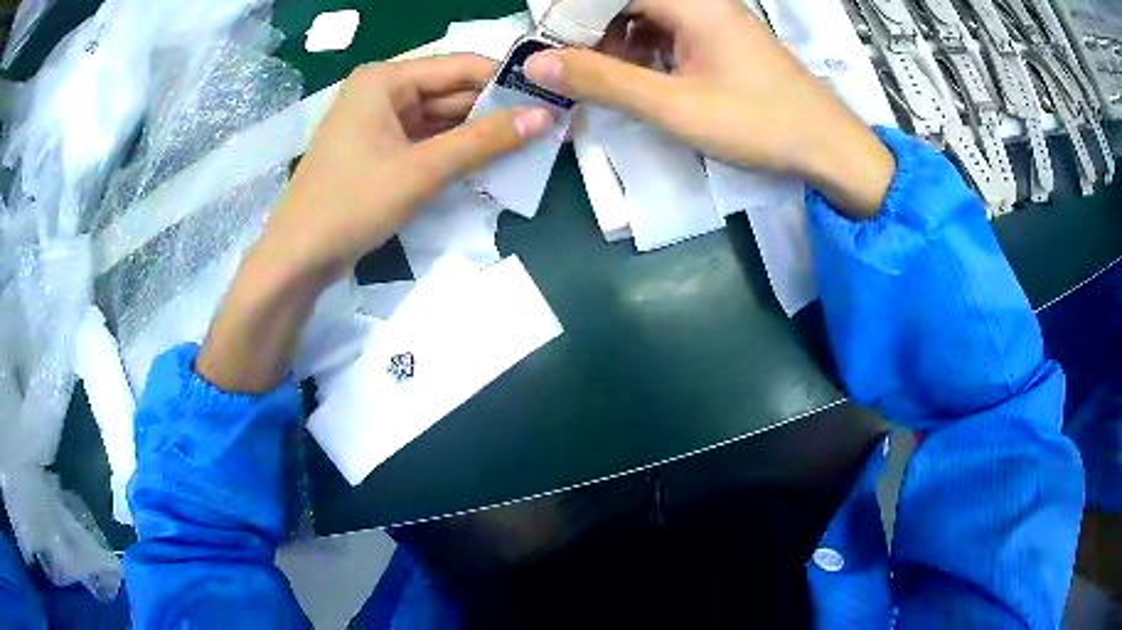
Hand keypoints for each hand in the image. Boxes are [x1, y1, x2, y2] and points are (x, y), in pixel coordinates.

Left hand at [262, 54, 551, 278]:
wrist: (298, 258)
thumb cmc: (352, 204)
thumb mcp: (422, 170)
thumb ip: (483, 141)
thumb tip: (544, 116)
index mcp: (385, 79)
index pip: (460, 67)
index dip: (506, 82)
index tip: (551, 98)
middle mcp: (382, 91)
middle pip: (450, 92)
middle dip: (493, 111)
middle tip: (547, 127)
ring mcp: (378, 121)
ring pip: (440, 118)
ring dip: (477, 134)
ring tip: (528, 144)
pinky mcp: (379, 149)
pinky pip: (425, 140)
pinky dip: (453, 151)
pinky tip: (488, 161)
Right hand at [525, 0, 893, 215]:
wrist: (828, 147)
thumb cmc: (758, 123)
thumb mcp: (674, 106)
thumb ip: (603, 81)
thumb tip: (538, 64)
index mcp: (691, 3)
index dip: (573, 16)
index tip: (551, 51)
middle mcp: (702, 2)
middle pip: (628, 2)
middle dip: (595, 33)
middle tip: (576, 72)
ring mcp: (715, 19)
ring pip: (647, 17)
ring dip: (619, 44)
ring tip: (609, 81)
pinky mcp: (724, 39)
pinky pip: (670, 32)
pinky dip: (648, 52)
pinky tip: (645, 81)